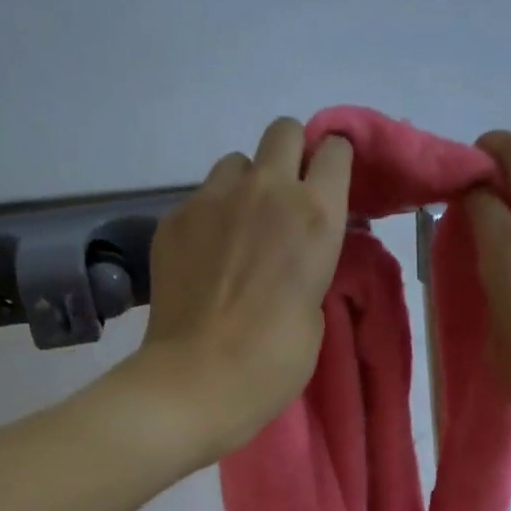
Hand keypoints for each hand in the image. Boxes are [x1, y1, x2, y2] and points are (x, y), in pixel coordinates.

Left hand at [132, 117, 351, 459]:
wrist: (197, 379)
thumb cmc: (273, 360)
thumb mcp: (315, 309)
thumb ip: (310, 263)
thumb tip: (294, 251)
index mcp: (317, 215)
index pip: (336, 149)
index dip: (334, 164)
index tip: (329, 187)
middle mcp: (267, 190)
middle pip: (284, 130)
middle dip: (291, 155)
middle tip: (285, 201)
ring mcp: (213, 199)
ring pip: (236, 162)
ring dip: (246, 185)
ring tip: (239, 230)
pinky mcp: (175, 217)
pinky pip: (201, 198)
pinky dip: (210, 217)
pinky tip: (205, 258)